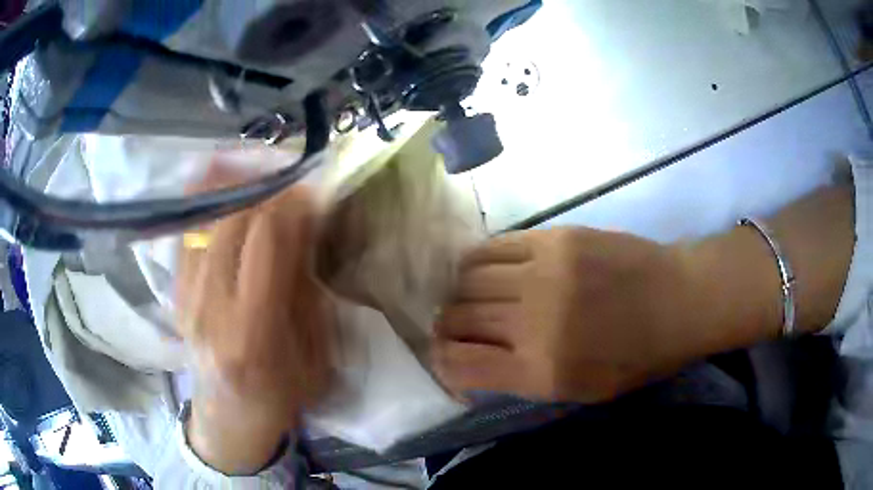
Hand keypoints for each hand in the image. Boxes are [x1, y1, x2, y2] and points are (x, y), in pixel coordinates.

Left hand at [177, 165, 335, 472]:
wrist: (229, 416)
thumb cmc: (279, 394)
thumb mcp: (313, 357)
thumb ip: (306, 291)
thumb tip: (303, 228)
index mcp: (252, 332)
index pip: (267, 242)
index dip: (290, 206)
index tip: (310, 191)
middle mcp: (210, 308)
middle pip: (232, 221)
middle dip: (263, 190)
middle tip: (285, 179)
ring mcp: (185, 297)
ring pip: (204, 219)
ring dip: (229, 184)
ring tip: (251, 165)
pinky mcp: (174, 292)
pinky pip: (187, 232)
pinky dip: (203, 199)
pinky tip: (217, 177)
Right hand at [431, 227, 775, 403]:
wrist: (679, 301)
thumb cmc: (636, 358)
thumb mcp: (579, 391)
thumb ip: (521, 379)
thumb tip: (474, 361)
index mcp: (541, 370)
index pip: (458, 363)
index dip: (440, 362)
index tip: (447, 358)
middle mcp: (533, 321)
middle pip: (457, 317)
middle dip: (448, 326)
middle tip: (458, 328)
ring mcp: (543, 272)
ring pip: (468, 278)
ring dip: (461, 292)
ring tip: (473, 297)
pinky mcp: (556, 238)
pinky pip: (495, 246)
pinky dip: (480, 262)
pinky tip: (488, 270)